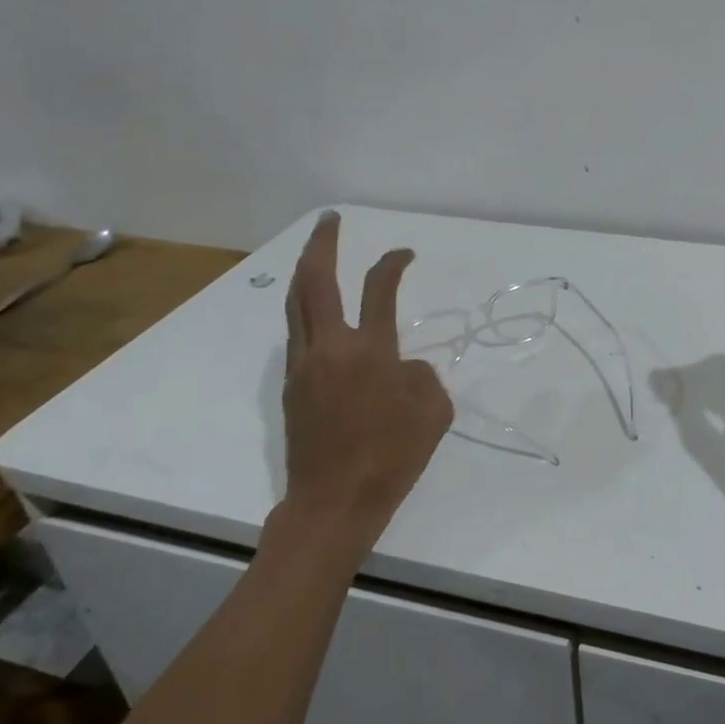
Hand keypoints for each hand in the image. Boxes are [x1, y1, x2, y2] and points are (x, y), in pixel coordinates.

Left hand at [275, 211, 452, 565]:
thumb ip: (423, 377)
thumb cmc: (392, 457)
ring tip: (316, 255)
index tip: (405, 253)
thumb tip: (403, 368)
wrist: (333, 504)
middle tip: (330, 220)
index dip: (393, 263)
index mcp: (368, 351)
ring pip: (295, 305)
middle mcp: (329, 348)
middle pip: (314, 281)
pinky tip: (319, 316)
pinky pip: (296, 335)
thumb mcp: (433, 414)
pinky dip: (305, 311)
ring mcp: (302, 367)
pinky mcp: (290, 389)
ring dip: (305, 273)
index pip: (379, 289)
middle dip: (321, 243)